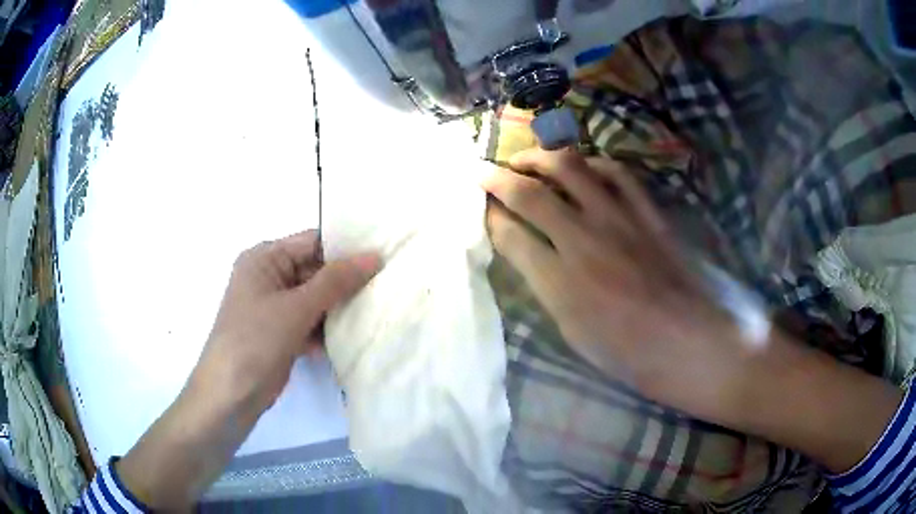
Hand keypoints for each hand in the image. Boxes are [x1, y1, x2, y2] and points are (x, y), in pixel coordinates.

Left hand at [192, 229, 380, 418]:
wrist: (231, 393)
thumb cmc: (256, 339)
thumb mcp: (296, 307)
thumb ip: (336, 281)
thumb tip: (374, 256)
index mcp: (264, 258)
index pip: (312, 243)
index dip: (346, 249)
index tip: (383, 256)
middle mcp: (269, 277)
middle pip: (315, 271)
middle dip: (345, 282)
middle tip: (385, 286)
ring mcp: (275, 306)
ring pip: (316, 299)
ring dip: (339, 307)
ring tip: (376, 310)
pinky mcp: (282, 332)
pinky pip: (311, 321)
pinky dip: (327, 328)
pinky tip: (352, 338)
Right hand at [482, 149, 901, 473]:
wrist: (698, 347)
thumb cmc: (634, 356)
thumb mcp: (576, 334)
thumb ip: (546, 287)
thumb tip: (526, 254)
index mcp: (562, 284)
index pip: (510, 234)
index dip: (488, 216)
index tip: (477, 207)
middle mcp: (585, 242)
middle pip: (530, 192)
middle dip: (498, 177)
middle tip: (482, 170)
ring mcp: (621, 221)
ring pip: (571, 169)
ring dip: (541, 157)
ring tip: (526, 158)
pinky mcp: (649, 213)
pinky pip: (617, 173)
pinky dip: (593, 163)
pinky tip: (584, 166)